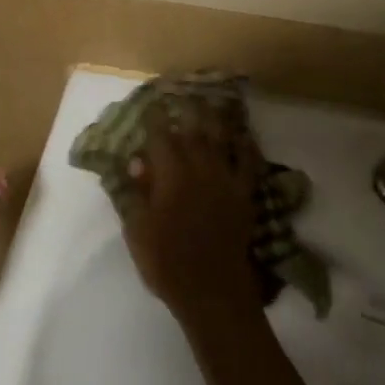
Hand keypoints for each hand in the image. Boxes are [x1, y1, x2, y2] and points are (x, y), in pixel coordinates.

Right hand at [121, 103, 261, 323]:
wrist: (212, 290)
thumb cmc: (166, 262)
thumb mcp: (137, 230)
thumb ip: (136, 193)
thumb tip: (137, 162)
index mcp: (170, 175)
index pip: (160, 137)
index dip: (154, 119)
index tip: (151, 105)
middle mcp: (199, 168)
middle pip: (193, 130)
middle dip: (186, 110)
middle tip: (181, 95)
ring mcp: (225, 179)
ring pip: (221, 139)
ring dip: (215, 119)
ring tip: (211, 103)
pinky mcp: (244, 194)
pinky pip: (249, 163)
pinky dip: (247, 146)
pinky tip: (244, 136)